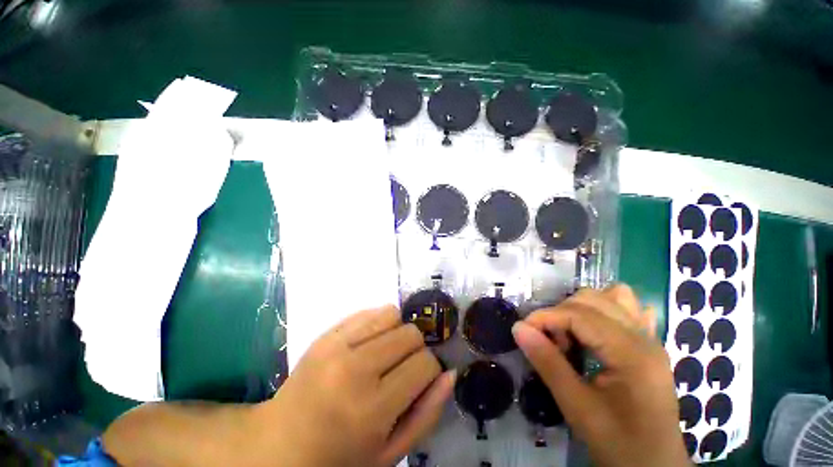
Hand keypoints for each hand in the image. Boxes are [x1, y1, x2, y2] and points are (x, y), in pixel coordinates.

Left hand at [254, 305, 455, 466]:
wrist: (278, 445)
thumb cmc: (339, 458)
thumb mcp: (389, 453)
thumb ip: (427, 413)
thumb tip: (450, 373)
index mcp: (371, 409)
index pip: (424, 364)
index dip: (429, 370)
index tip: (420, 380)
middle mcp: (354, 369)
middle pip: (410, 334)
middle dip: (416, 349)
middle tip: (402, 369)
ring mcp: (336, 345)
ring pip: (392, 314)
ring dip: (398, 332)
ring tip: (387, 353)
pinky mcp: (326, 333)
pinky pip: (369, 310)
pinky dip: (380, 322)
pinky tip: (371, 342)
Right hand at [512, 285, 689, 466]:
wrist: (654, 466)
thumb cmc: (619, 443)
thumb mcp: (577, 408)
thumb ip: (547, 363)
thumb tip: (518, 327)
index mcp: (632, 353)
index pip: (579, 314)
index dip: (545, 317)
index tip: (523, 331)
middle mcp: (644, 337)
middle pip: (592, 300)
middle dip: (561, 313)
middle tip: (551, 343)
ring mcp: (650, 339)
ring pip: (611, 297)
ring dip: (581, 308)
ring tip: (570, 334)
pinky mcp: (649, 345)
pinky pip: (628, 310)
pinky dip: (605, 311)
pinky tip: (595, 331)